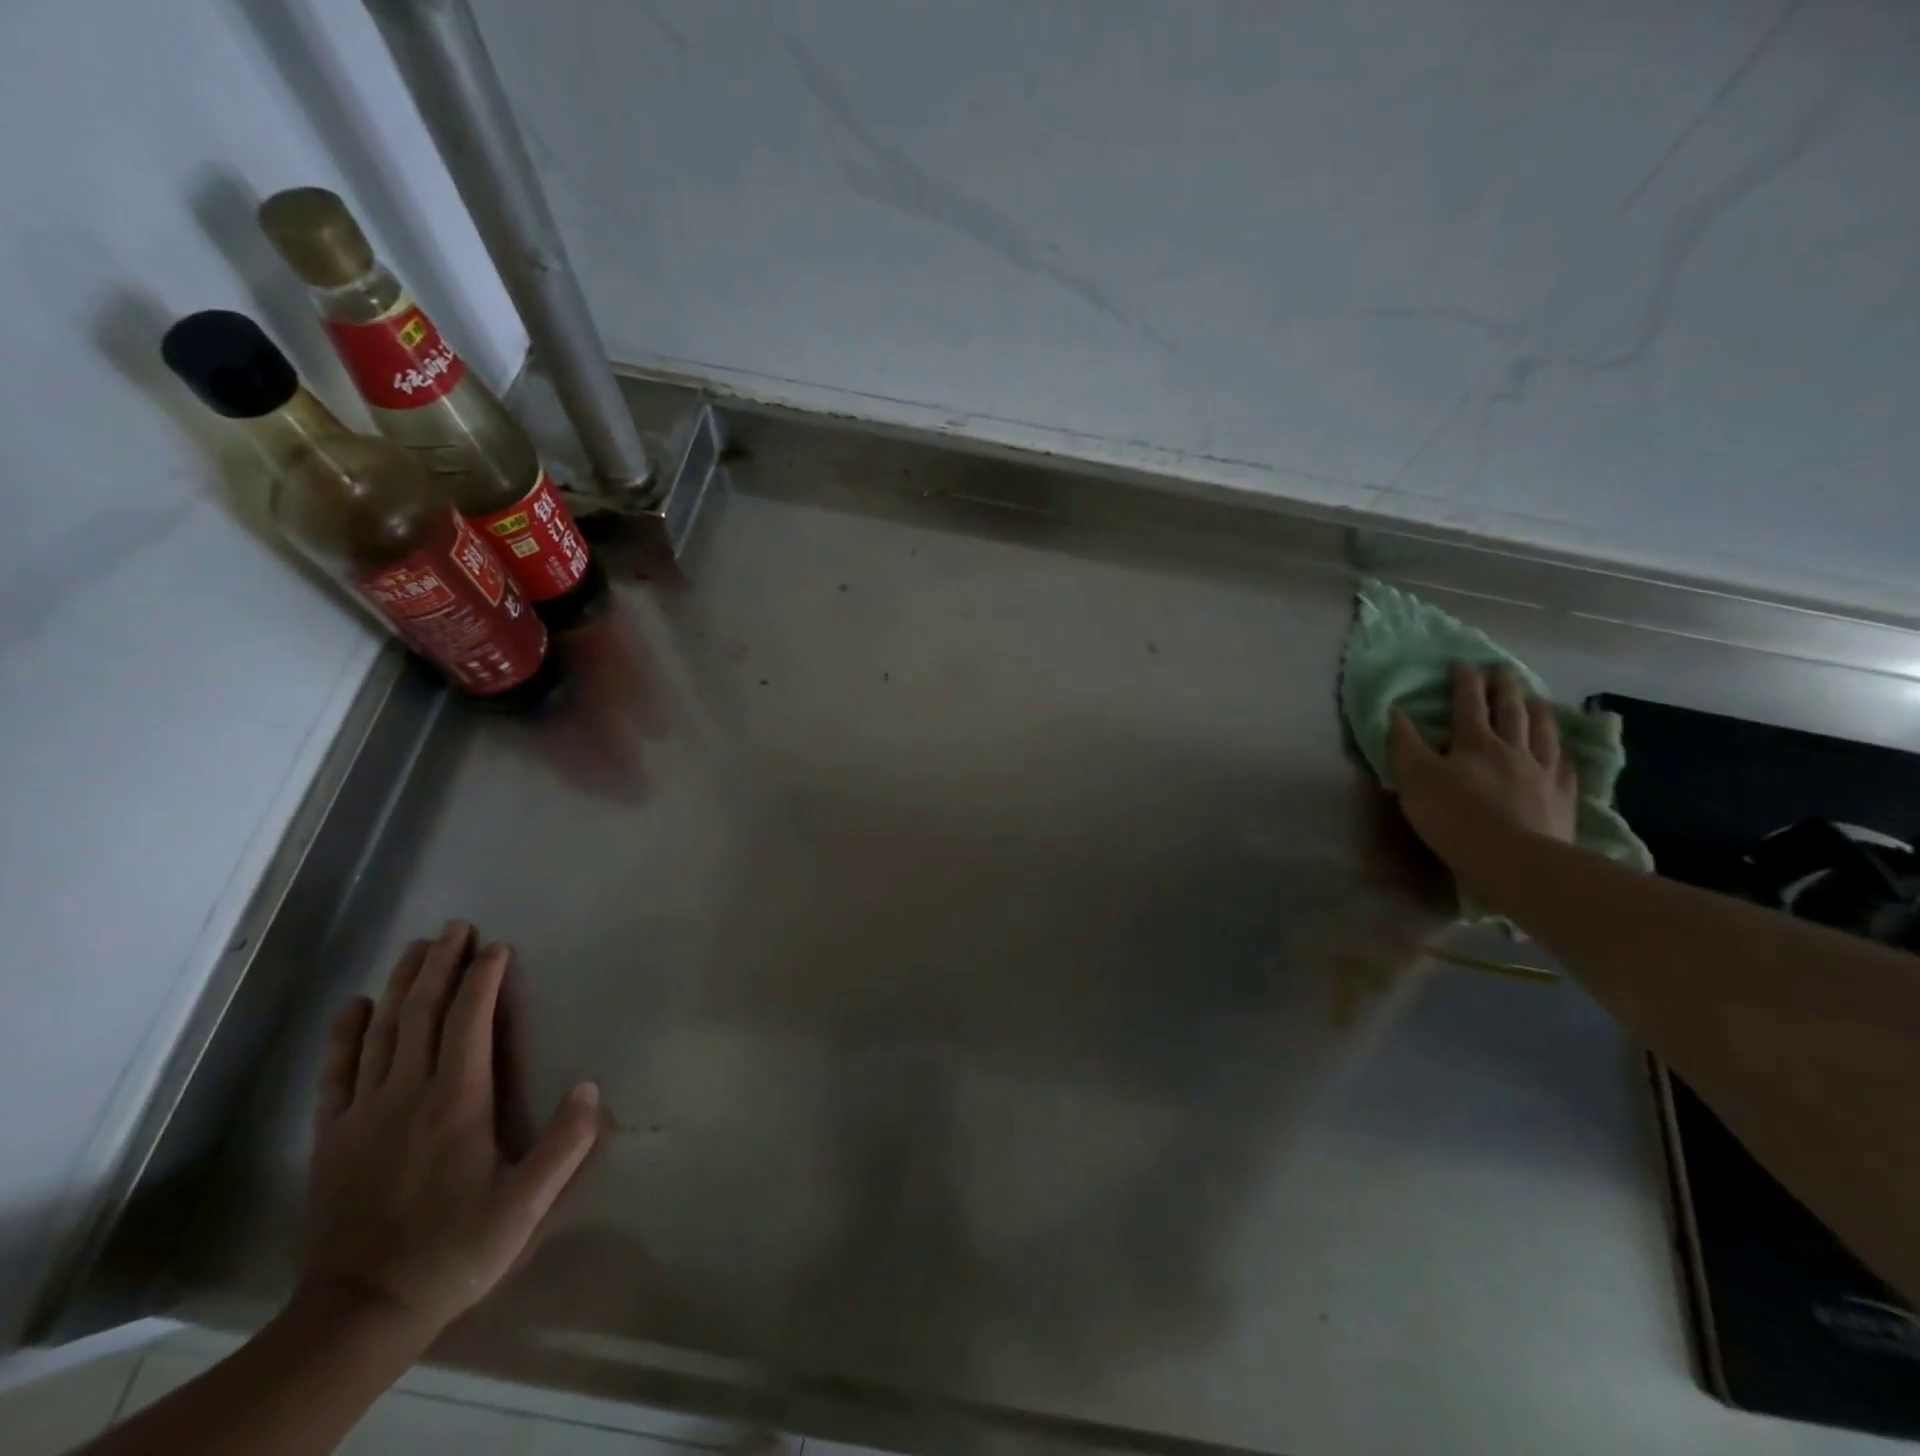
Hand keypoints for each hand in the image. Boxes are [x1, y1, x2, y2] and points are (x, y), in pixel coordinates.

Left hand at [299, 922, 599, 1342]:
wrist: (358, 1313)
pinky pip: (336, 1073)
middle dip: (441, 965)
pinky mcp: (332, 1137)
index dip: (483, 979)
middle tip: (457, 926)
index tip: (497, 946)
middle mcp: (408, 1094)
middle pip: (422, 1013)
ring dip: (400, 984)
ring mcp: (363, 1113)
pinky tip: (354, 1006)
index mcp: (458, 1103)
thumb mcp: (525, 1206)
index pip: (470, 1022)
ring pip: (381, 1032)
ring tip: (417, 947)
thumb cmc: (454, 1250)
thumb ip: (565, 1145)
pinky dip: (344, 1034)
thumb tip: (591, 1086)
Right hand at [1388, 662, 1576, 873]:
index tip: (1462, 663)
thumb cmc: (1453, 816)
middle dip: (1505, 688)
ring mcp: (1542, 773)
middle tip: (1504, 669)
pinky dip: (1564, 753)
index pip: (1468, 704)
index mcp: (1474, 743)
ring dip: (1538, 712)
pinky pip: (1566, 768)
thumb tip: (1396, 711)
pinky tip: (1565, 750)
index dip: (1464, 682)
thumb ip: (1404, 744)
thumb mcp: (1414, 778)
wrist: (1513, 859)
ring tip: (1537, 698)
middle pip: (1510, 712)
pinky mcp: (1561, 799)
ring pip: (1543, 733)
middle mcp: (1512, 750)